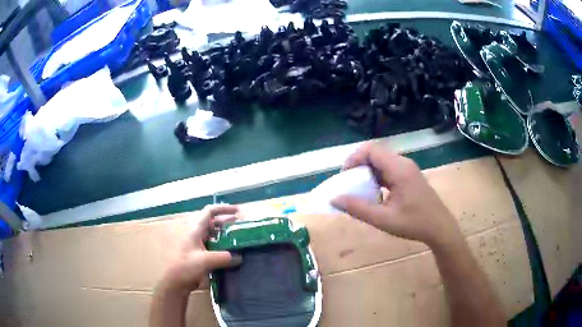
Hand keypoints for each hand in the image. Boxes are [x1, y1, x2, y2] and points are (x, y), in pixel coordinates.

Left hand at [158, 204, 242, 295]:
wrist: (175, 283)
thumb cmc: (186, 267)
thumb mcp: (205, 261)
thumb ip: (224, 257)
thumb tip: (240, 257)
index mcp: (195, 230)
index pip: (209, 212)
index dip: (223, 209)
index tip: (238, 211)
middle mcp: (196, 234)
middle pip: (213, 223)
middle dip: (227, 223)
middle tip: (242, 227)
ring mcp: (197, 245)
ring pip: (214, 236)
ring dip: (226, 236)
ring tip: (240, 241)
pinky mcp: (199, 256)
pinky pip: (213, 247)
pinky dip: (223, 248)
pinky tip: (232, 255)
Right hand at [331, 142, 461, 248]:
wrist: (440, 228)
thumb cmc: (414, 223)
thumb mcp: (383, 219)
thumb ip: (358, 209)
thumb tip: (334, 199)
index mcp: (399, 169)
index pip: (371, 150)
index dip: (354, 158)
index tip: (345, 176)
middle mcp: (403, 163)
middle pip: (375, 153)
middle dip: (358, 164)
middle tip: (349, 183)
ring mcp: (408, 168)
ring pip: (382, 160)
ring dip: (368, 171)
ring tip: (359, 188)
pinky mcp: (409, 175)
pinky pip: (389, 168)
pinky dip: (377, 176)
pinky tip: (375, 192)